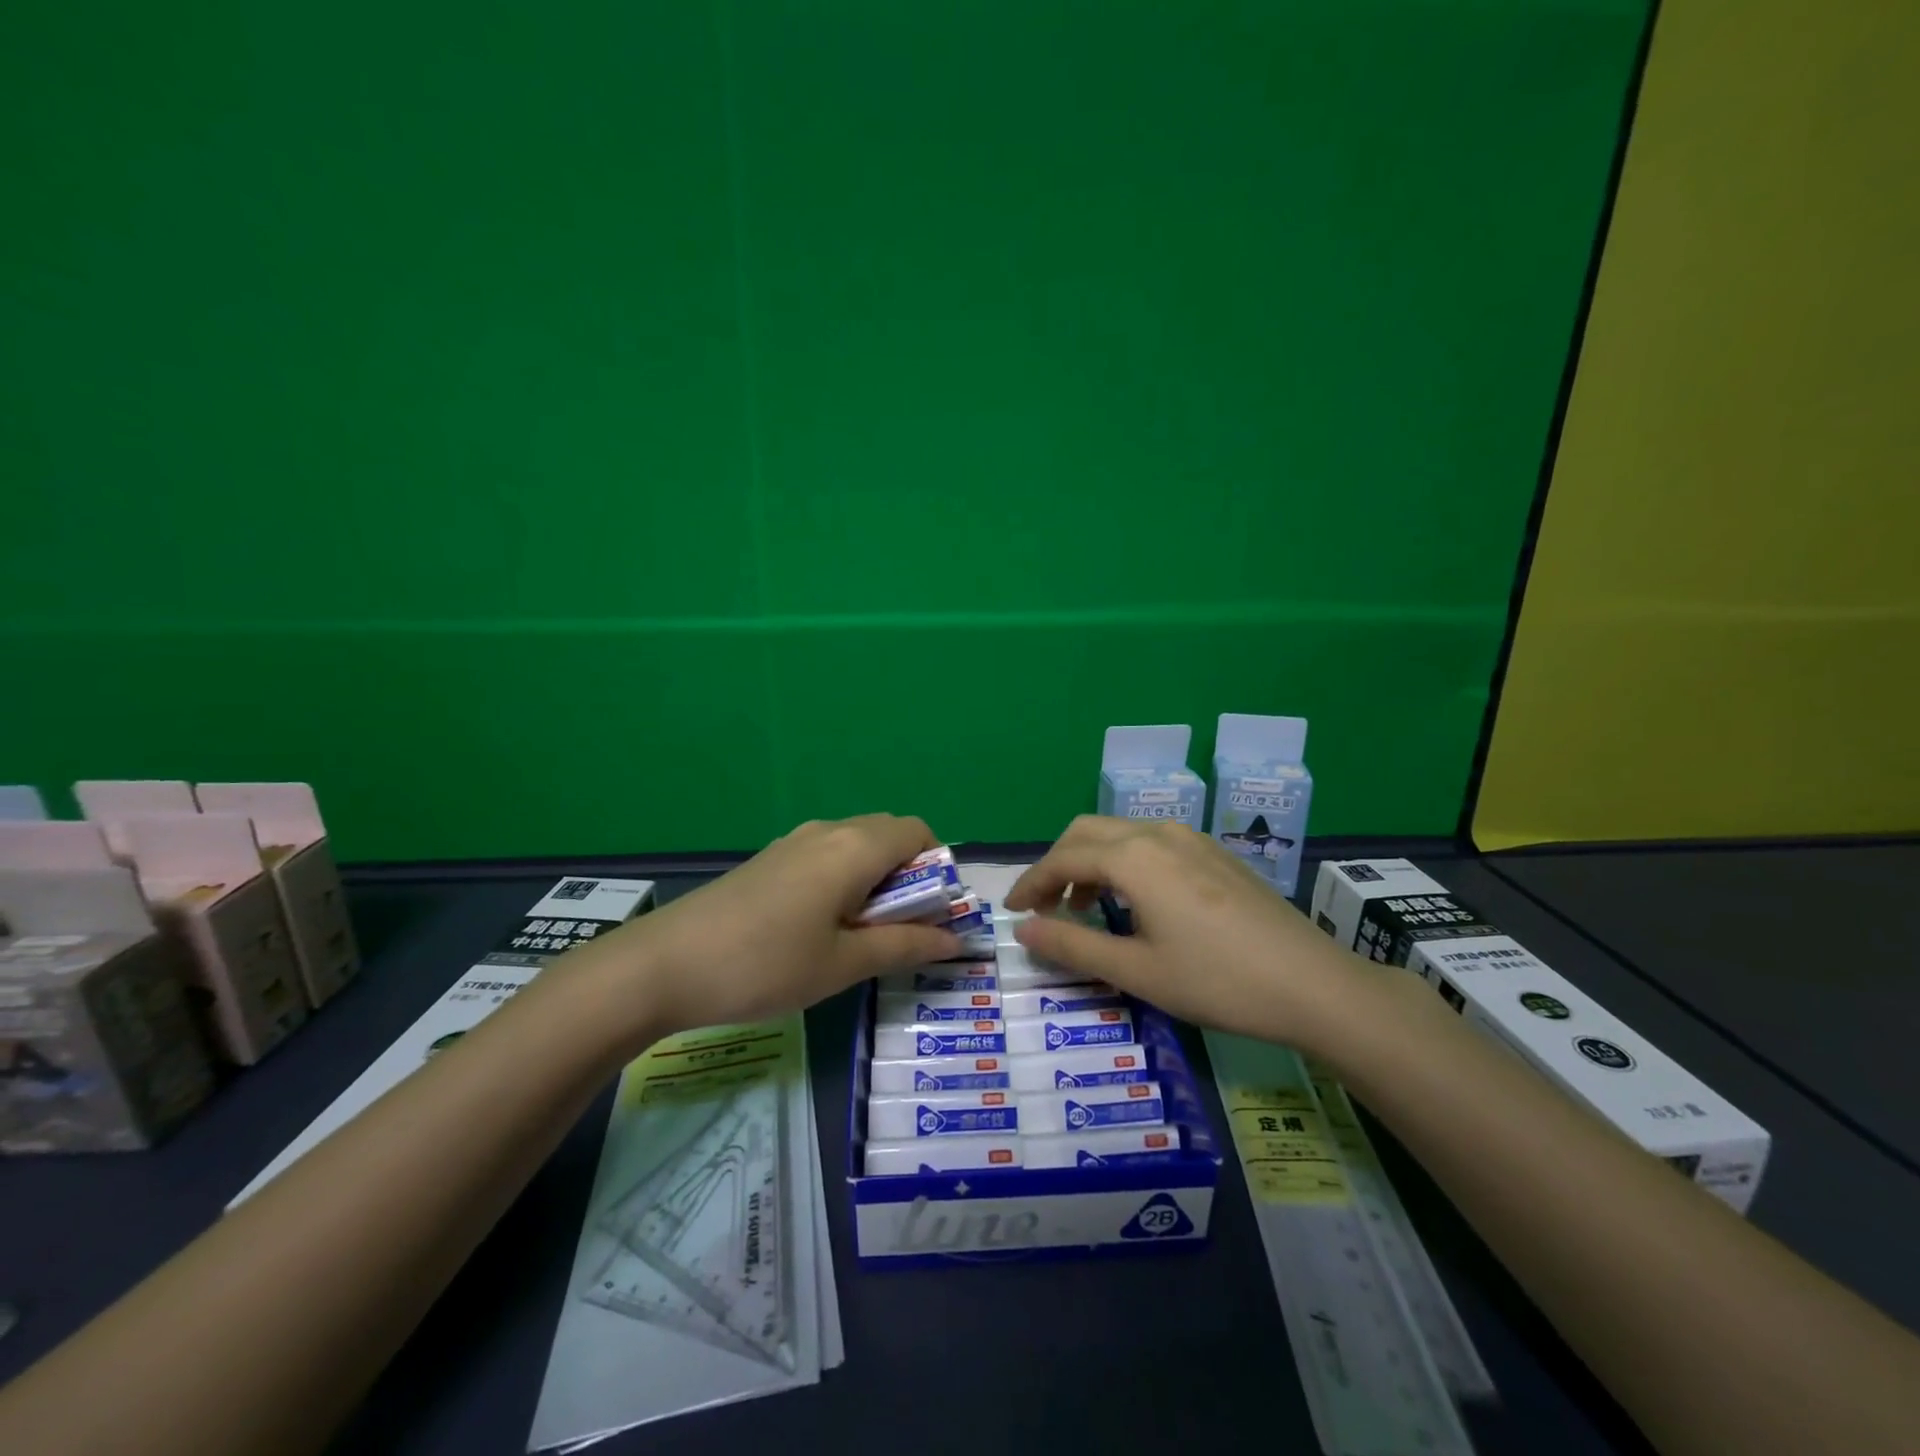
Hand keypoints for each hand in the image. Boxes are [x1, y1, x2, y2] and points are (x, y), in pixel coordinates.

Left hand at [609, 814, 962, 1034]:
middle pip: (889, 835)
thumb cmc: (766, 964)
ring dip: (875, 880)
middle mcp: (828, 831)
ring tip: (860, 935)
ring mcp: (793, 842)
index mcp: (854, 847)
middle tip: (899, 931)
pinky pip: (826, 856)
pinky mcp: (769, 859)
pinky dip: (844, 880)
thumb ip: (905, 946)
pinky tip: (819, 928)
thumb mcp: (844, 964)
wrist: (664, 964)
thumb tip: (954, 939)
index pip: (919, 832)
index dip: (938, 869)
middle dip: (909, 876)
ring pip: (856, 846)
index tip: (931, 915)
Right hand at [1003, 816, 1374, 1053]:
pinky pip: (1151, 842)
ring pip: (1120, 833)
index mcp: (1133, 857)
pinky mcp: (1214, 852)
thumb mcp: (1136, 971)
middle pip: (1087, 831)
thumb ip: (1072, 944)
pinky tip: (1135, 901)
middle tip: (1045, 907)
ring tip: (1085, 907)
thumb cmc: (1216, 981)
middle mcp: (1158, 833)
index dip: (1031, 883)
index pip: (1063, 858)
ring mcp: (1191, 838)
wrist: (1313, 984)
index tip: (1011, 911)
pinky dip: (1123, 861)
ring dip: (1090, 861)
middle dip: (1057, 864)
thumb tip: (1022, 930)